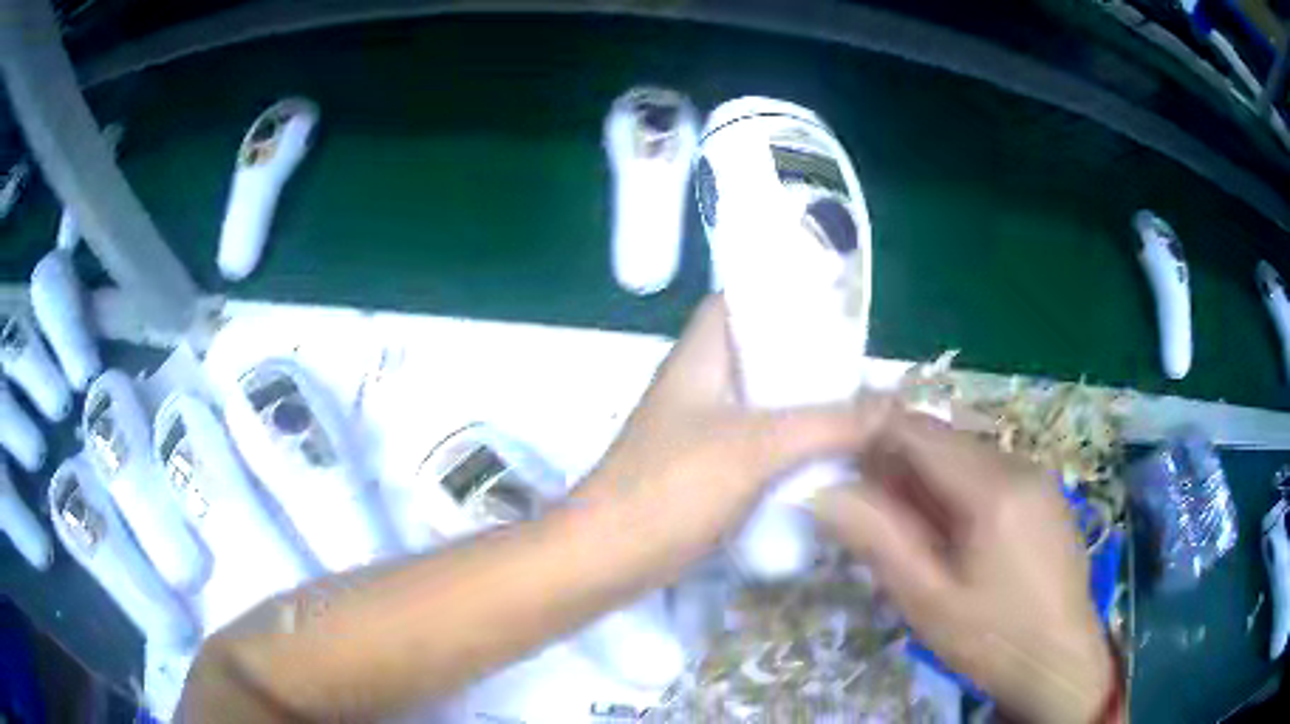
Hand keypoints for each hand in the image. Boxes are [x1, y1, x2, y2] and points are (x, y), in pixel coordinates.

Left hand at [574, 294, 892, 565]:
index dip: (783, 293)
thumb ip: (828, 423)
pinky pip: (757, 444)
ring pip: (762, 402)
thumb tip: (891, 406)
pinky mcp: (704, 470)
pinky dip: (790, 445)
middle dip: (809, 357)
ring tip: (859, 408)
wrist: (609, 558)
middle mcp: (699, 384)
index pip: (739, 300)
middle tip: (862, 368)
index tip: (836, 306)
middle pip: (760, 353)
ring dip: (804, 404)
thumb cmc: (672, 487)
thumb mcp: (757, 447)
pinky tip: (828, 457)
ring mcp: (699, 429)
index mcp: (699, 356)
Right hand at [813, 412, 1114, 723]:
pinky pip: (990, 472)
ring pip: (966, 455)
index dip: (869, 435)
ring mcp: (1039, 476)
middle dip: (897, 463)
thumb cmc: (992, 638)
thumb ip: (877, 539)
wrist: (1060, 660)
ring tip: (905, 529)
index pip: (919, 431)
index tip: (834, 464)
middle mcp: (1020, 464)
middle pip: (943, 439)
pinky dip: (957, 489)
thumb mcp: (926, 600)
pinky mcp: (1045, 493)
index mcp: (993, 487)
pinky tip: (950, 534)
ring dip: (927, 479)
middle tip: (864, 509)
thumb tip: (824, 491)